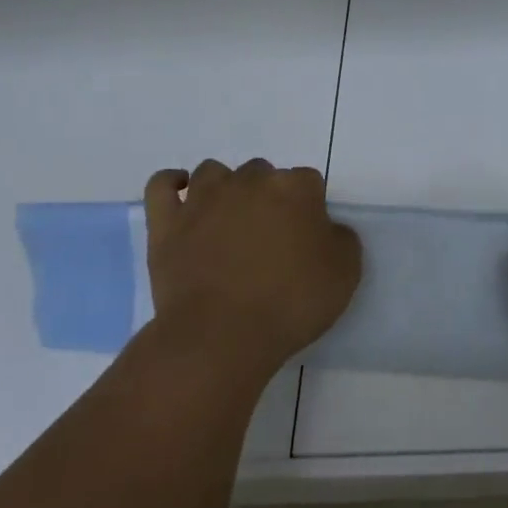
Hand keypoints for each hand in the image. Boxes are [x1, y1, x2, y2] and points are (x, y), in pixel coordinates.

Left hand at [140, 159, 361, 384]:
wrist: (223, 334)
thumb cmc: (292, 303)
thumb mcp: (346, 273)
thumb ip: (342, 239)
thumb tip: (326, 229)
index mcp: (295, 188)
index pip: (309, 181)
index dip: (310, 208)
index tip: (308, 237)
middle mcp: (248, 182)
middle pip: (262, 173)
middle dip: (268, 196)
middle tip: (270, 236)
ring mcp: (202, 199)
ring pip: (214, 172)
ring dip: (225, 188)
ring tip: (229, 221)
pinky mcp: (166, 222)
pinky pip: (161, 185)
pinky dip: (171, 184)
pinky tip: (182, 196)